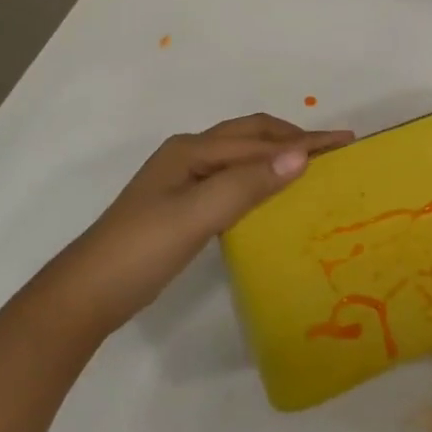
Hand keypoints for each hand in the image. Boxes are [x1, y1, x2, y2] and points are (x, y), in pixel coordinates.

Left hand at [44, 113, 351, 332]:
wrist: (86, 294)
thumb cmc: (141, 250)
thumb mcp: (196, 215)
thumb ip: (247, 184)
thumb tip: (300, 156)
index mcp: (192, 150)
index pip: (260, 141)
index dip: (304, 141)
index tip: (345, 142)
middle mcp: (189, 154)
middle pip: (251, 136)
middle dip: (293, 138)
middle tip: (333, 149)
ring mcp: (184, 178)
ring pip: (242, 155)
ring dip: (278, 154)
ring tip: (312, 165)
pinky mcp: (183, 202)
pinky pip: (234, 177)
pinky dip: (262, 176)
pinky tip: (273, 192)